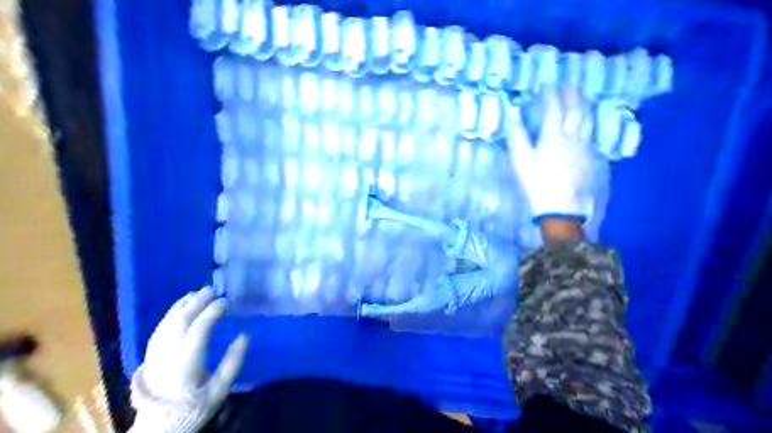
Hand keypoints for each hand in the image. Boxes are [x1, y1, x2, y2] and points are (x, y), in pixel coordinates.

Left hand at [139, 288, 246, 405]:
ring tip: (198, 293)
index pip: (198, 331)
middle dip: (196, 303)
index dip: (212, 313)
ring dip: (183, 305)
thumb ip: (232, 363)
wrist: (158, 426)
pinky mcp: (149, 355)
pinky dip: (172, 313)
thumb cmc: (194, 408)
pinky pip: (160, 328)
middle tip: (212, 290)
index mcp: (186, 367)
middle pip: (180, 323)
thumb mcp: (219, 390)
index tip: (226, 302)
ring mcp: (155, 355)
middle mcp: (167, 357)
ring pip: (167, 323)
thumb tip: (245, 335)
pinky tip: (182, 306)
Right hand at [508, 82, 609, 227]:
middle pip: (575, 109)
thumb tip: (513, 117)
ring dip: (582, 103)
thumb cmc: (537, 184)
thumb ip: (517, 138)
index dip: (550, 95)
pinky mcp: (590, 155)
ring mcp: (584, 145)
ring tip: (579, 95)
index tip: (547, 85)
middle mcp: (572, 136)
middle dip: (570, 94)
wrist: (562, 206)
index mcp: (553, 136)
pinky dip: (588, 118)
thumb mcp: (521, 162)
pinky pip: (591, 130)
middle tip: (565, 84)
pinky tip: (586, 119)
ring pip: (586, 118)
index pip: (553, 109)